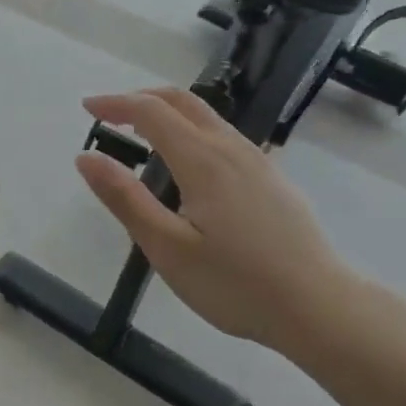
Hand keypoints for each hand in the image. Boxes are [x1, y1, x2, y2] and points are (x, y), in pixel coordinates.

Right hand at [76, 88, 370, 355]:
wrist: (318, 307)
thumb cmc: (235, 284)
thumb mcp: (167, 248)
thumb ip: (125, 199)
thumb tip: (86, 157)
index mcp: (203, 159)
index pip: (151, 111)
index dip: (116, 104)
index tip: (87, 109)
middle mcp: (231, 148)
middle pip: (182, 101)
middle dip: (141, 98)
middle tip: (109, 114)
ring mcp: (258, 161)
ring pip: (207, 117)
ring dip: (168, 113)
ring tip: (140, 136)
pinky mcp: (273, 179)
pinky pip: (224, 137)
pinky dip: (192, 131)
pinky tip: (187, 167)